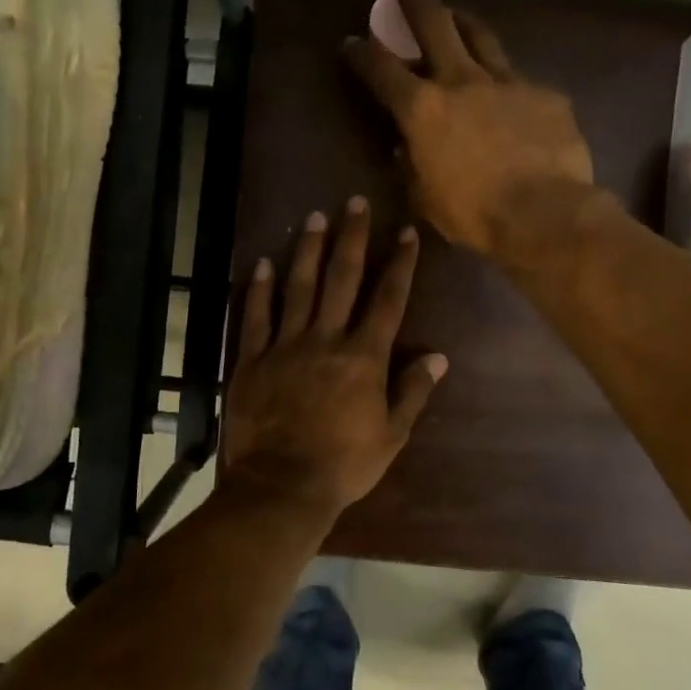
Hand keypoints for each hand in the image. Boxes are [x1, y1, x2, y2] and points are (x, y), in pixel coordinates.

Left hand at [223, 198, 447, 516]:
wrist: (282, 486)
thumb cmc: (344, 465)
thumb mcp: (391, 435)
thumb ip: (413, 392)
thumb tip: (438, 357)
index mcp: (364, 357)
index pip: (387, 300)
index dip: (399, 264)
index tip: (405, 232)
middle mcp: (326, 339)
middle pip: (341, 279)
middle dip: (351, 238)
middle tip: (354, 202)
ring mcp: (285, 346)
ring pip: (298, 286)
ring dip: (307, 249)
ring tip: (314, 217)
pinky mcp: (252, 359)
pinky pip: (255, 316)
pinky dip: (259, 289)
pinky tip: (263, 264)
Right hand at [344, 0, 594, 267]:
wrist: (544, 212)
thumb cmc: (474, 213)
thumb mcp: (425, 198)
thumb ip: (412, 167)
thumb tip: (406, 149)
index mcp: (423, 109)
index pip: (382, 69)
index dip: (363, 53)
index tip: (353, 42)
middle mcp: (461, 81)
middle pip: (434, 25)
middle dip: (414, 4)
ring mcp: (507, 82)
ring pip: (481, 37)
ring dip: (462, 22)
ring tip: (456, 16)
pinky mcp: (544, 94)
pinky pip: (520, 81)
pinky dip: (506, 83)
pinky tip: (511, 97)